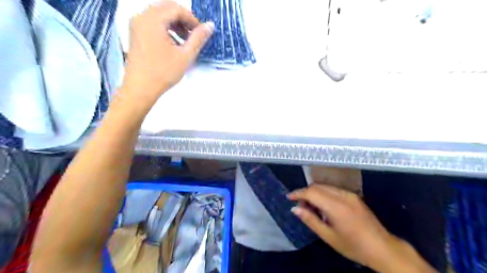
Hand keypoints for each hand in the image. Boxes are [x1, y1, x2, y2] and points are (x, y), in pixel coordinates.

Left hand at [120, 0, 213, 109]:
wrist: (141, 88)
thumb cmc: (163, 73)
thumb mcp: (185, 56)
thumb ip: (198, 38)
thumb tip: (210, 25)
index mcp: (153, 19)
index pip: (176, 9)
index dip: (192, 19)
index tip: (201, 33)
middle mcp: (141, 17)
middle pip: (167, 8)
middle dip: (183, 20)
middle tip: (194, 35)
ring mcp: (136, 24)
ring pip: (159, 15)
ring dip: (175, 24)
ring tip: (185, 40)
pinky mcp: (135, 33)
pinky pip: (152, 22)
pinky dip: (165, 28)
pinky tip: (173, 43)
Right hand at [286, 184, 439, 272]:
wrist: (383, 248)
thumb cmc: (354, 246)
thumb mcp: (329, 237)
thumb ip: (310, 220)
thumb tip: (295, 209)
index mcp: (336, 207)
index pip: (312, 192)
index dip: (298, 193)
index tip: (289, 197)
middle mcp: (343, 196)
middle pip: (318, 187)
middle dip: (305, 193)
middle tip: (300, 206)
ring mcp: (350, 194)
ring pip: (325, 187)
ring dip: (314, 193)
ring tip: (311, 208)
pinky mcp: (354, 196)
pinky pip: (333, 190)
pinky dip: (324, 194)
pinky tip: (323, 207)